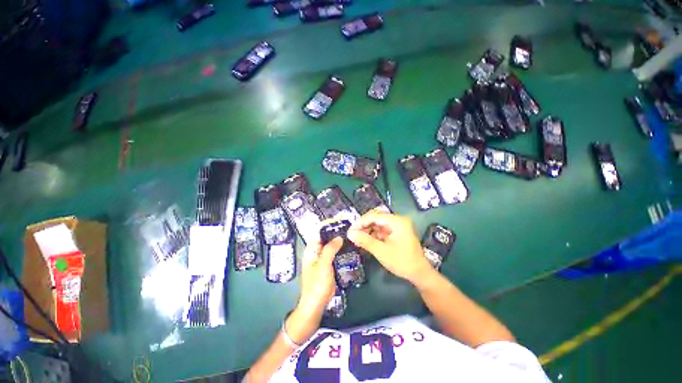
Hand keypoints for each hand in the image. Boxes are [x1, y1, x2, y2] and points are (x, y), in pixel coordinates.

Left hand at [287, 236, 342, 343]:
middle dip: (335, 231)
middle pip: (325, 237)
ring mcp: (323, 257)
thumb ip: (330, 249)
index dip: (328, 226)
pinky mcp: (329, 263)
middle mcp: (316, 251)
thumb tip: (339, 237)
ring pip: (331, 244)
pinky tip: (349, 246)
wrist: (317, 303)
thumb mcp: (323, 265)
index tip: (340, 221)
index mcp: (311, 249)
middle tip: (348, 227)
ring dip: (339, 240)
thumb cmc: (317, 284)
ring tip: (350, 234)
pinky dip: (340, 248)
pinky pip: (334, 252)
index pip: (318, 232)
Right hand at [348, 212, 434, 284]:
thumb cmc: (402, 262)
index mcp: (397, 221)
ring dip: (368, 230)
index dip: (361, 222)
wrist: (419, 274)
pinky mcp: (396, 232)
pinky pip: (382, 229)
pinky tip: (366, 240)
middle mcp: (397, 220)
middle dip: (364, 225)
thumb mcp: (381, 251)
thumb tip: (349, 233)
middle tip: (353, 234)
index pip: (374, 216)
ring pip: (378, 223)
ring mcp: (397, 226)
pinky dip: (373, 234)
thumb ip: (365, 241)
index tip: (350, 230)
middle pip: (376, 218)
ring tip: (358, 238)